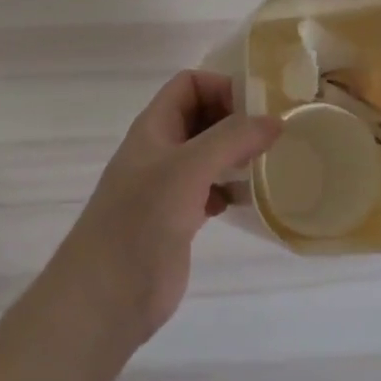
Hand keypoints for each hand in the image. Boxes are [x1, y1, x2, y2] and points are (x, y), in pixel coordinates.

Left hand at [48, 71, 280, 349]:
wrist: (106, 296)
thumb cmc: (141, 220)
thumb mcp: (188, 168)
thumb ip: (231, 139)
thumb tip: (274, 120)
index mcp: (154, 127)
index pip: (188, 84)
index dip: (220, 87)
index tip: (256, 108)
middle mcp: (161, 149)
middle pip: (201, 116)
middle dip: (234, 119)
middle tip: (272, 135)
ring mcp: (168, 186)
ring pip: (208, 154)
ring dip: (236, 154)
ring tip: (267, 163)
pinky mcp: (178, 219)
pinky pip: (209, 190)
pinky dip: (229, 189)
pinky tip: (245, 201)